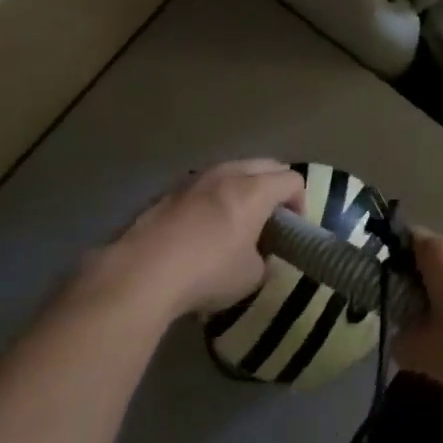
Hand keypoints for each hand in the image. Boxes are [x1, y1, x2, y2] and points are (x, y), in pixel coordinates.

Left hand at [84, 160, 303, 322]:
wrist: (141, 273)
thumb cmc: (207, 272)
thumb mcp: (251, 276)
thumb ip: (263, 258)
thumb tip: (258, 255)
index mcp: (255, 190)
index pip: (292, 180)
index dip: (301, 202)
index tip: (294, 229)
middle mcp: (228, 173)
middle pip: (265, 165)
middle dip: (275, 187)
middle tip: (273, 218)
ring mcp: (196, 178)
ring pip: (232, 170)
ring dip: (243, 187)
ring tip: (237, 219)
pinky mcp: (169, 191)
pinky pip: (204, 185)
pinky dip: (214, 197)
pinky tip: (203, 227)